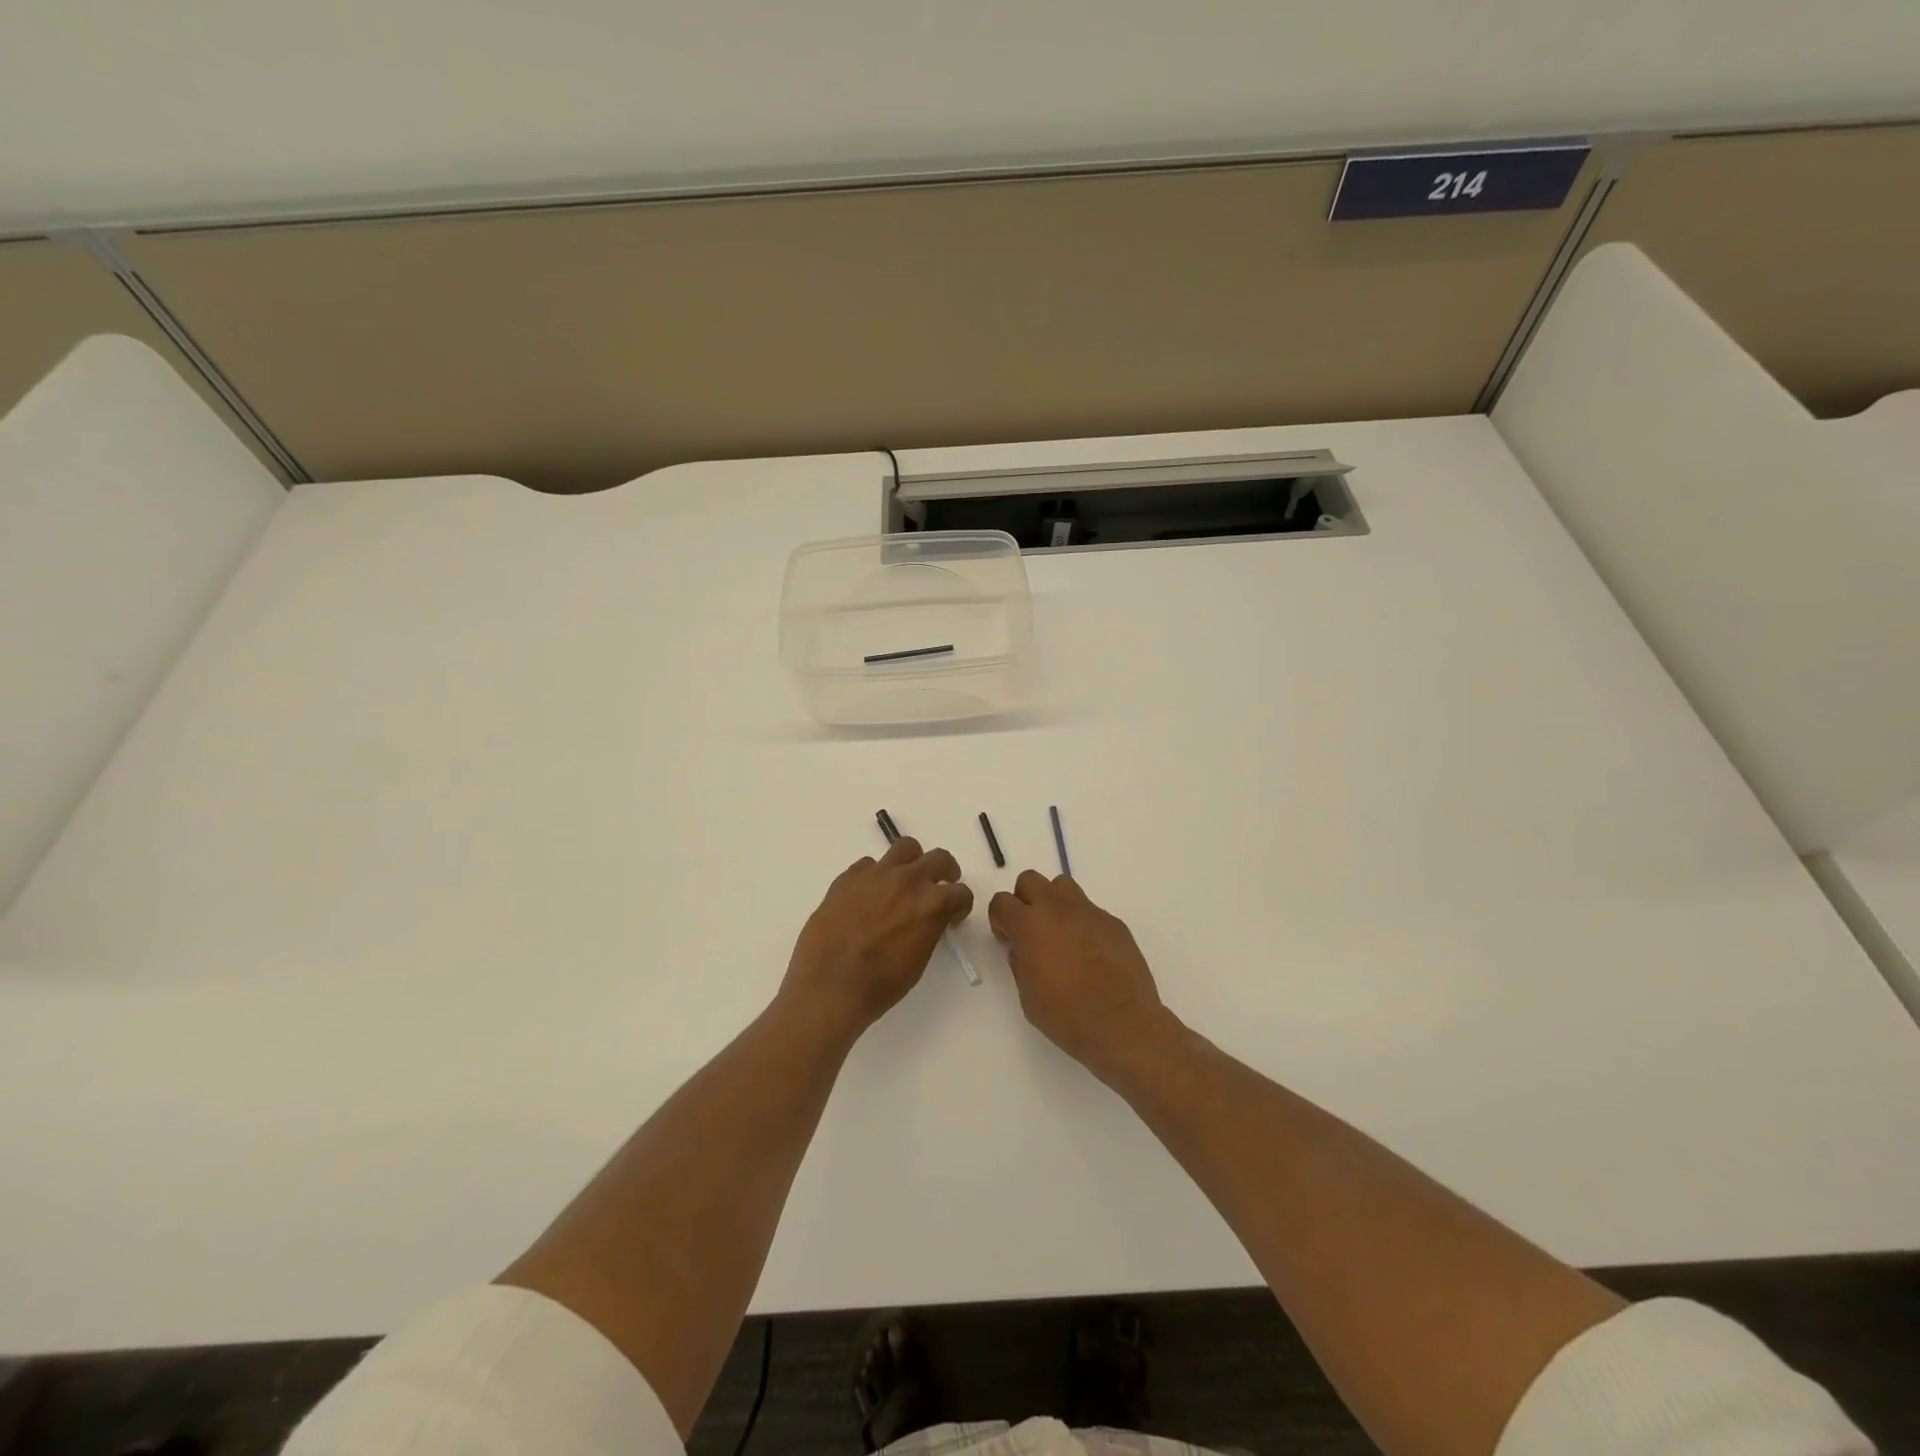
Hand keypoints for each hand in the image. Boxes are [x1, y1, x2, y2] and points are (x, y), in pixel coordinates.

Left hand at [783, 837, 972, 1039]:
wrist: (829, 987)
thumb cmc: (880, 984)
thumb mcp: (918, 960)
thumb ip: (929, 928)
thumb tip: (929, 919)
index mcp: (931, 904)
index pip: (961, 893)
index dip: (960, 905)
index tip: (954, 915)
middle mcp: (908, 880)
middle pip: (939, 858)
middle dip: (945, 872)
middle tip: (939, 886)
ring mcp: (876, 874)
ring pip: (905, 848)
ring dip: (912, 863)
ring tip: (904, 881)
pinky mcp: (848, 877)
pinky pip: (868, 865)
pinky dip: (875, 876)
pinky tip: (867, 896)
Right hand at [988, 871, 1170, 1078]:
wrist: (1122, 1024)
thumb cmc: (1068, 1016)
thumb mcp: (1028, 996)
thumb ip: (1020, 963)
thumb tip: (1022, 949)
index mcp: (1030, 926)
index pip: (1001, 901)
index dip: (1000, 919)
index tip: (1007, 939)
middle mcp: (1057, 909)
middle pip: (1030, 880)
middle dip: (1025, 900)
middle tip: (1031, 930)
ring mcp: (1089, 912)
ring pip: (1062, 885)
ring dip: (1054, 902)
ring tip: (1060, 932)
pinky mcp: (1113, 922)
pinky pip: (1090, 910)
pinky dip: (1082, 922)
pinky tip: (1090, 950)